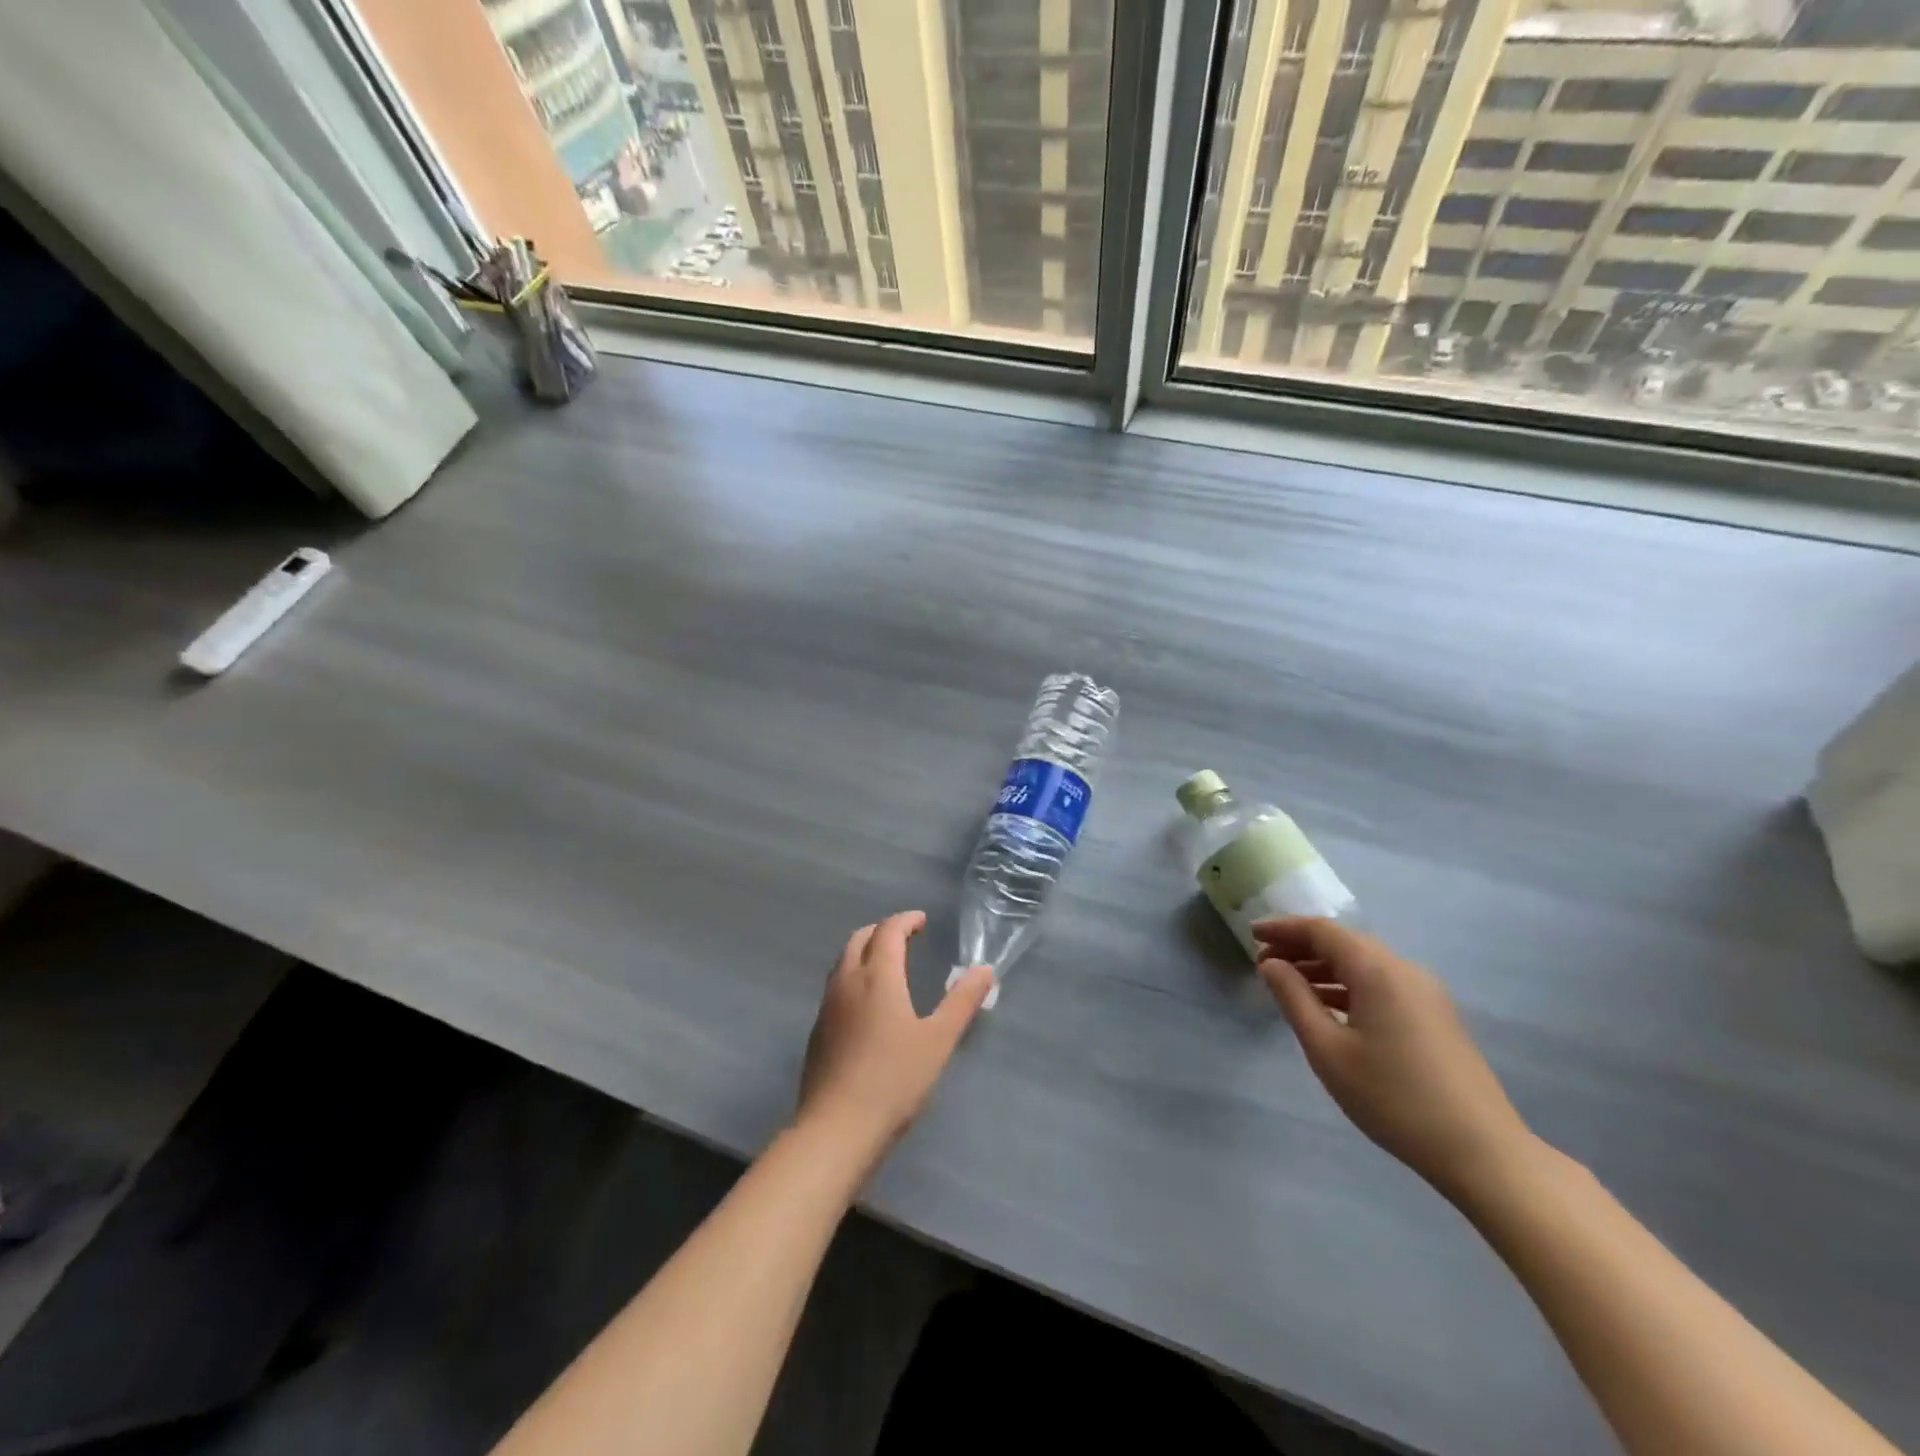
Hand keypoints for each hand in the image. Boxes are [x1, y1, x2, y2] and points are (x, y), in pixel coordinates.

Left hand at [797, 912, 994, 1170]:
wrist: (836, 1129)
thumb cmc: (894, 1080)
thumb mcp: (938, 1040)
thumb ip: (961, 1002)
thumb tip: (985, 969)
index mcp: (878, 976)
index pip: (888, 931)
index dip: (906, 920)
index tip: (922, 921)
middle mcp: (847, 981)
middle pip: (859, 938)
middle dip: (882, 930)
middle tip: (906, 937)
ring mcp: (827, 1006)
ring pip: (843, 961)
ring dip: (865, 951)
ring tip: (887, 964)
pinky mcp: (818, 1031)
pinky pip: (836, 986)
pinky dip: (853, 976)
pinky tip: (867, 1003)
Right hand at [1255, 917, 1534, 1203]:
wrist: (1482, 1152)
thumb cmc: (1394, 1098)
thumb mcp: (1328, 1050)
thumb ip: (1294, 998)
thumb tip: (1271, 964)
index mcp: (1377, 971)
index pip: (1322, 930)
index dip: (1283, 928)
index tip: (1250, 935)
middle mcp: (1404, 970)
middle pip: (1344, 942)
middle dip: (1301, 947)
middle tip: (1264, 962)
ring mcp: (1425, 993)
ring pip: (1363, 964)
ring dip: (1323, 967)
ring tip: (1288, 985)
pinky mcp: (1435, 1016)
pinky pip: (1381, 984)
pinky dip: (1348, 985)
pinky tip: (1328, 1008)